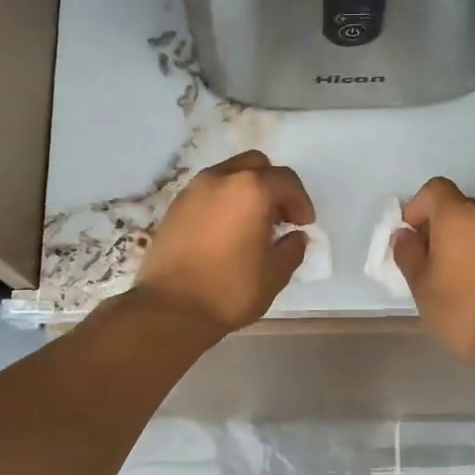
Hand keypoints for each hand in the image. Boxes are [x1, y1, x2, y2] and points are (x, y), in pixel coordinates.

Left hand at [132, 151, 314, 336]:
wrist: (171, 308)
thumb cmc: (230, 290)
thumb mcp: (275, 274)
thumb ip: (292, 249)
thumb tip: (295, 237)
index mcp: (251, 189)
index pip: (286, 181)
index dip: (301, 202)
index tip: (303, 225)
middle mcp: (220, 179)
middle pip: (255, 165)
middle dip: (273, 186)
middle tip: (279, 217)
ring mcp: (193, 191)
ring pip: (228, 175)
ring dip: (246, 192)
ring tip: (252, 225)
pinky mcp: (174, 207)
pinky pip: (207, 193)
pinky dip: (223, 202)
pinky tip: (226, 233)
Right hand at [392, 178, 474, 367]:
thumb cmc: (463, 309)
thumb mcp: (421, 286)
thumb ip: (408, 254)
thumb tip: (404, 235)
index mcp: (458, 214)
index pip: (434, 189)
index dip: (418, 207)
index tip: (412, 235)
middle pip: (462, 207)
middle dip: (444, 226)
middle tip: (434, 259)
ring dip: (471, 240)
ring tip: (463, 274)